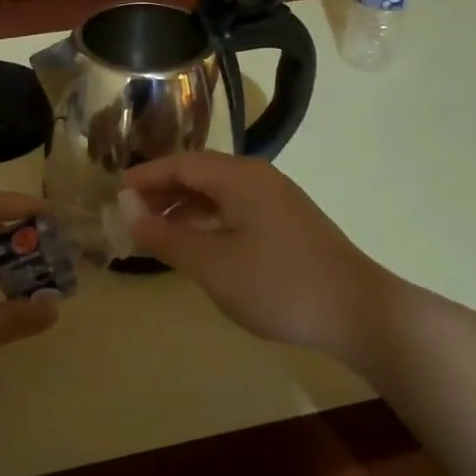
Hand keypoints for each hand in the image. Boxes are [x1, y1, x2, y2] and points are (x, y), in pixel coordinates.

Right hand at [124, 152, 391, 365]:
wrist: (359, 311)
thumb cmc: (279, 284)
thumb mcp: (214, 265)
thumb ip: (169, 240)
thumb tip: (133, 220)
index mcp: (240, 177)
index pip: (181, 164)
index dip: (146, 176)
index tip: (116, 192)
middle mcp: (258, 178)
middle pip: (200, 173)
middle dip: (163, 191)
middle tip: (132, 214)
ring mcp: (277, 200)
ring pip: (218, 193)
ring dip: (184, 207)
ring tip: (157, 232)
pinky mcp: (287, 223)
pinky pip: (236, 209)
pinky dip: (208, 220)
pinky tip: (197, 245)